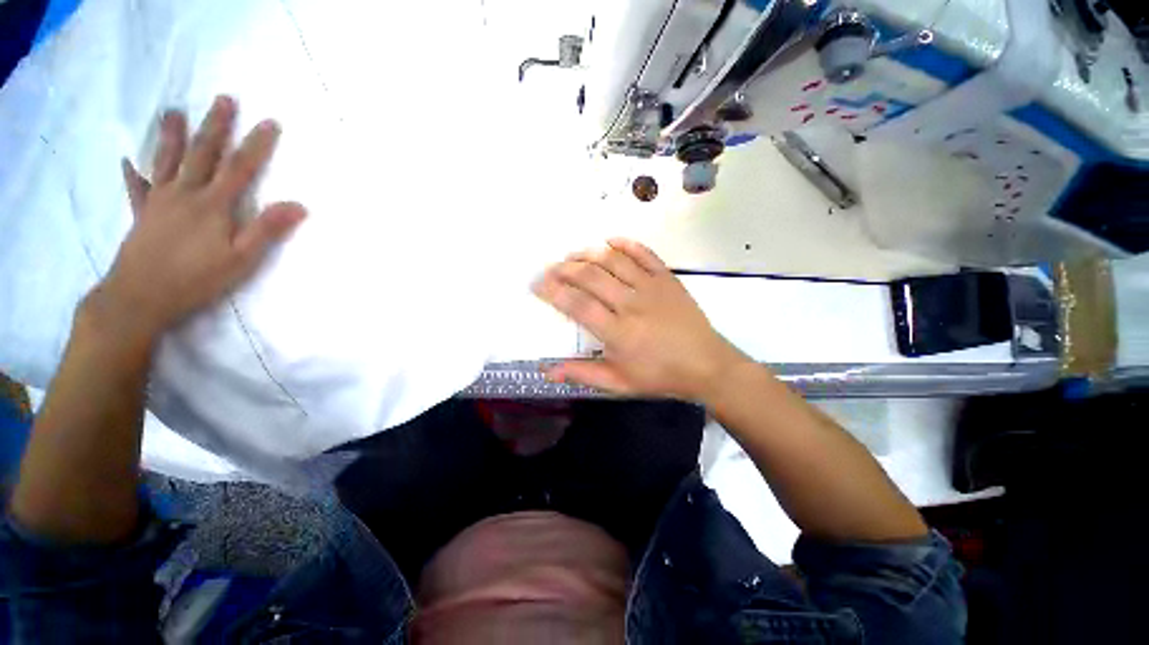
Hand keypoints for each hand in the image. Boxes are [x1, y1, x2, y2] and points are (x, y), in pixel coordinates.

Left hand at [92, 96, 305, 339]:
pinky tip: (129, 161)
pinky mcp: (141, 214)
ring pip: (167, 161)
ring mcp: (159, 201)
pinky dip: (133, 173)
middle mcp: (185, 194)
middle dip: (216, 125)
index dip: (257, 144)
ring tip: (174, 112)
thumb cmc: (197, 279)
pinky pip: (137, 188)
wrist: (140, 297)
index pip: (240, 167)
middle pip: (203, 153)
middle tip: (224, 99)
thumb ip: (267, 229)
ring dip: (173, 135)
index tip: (270, 122)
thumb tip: (298, 206)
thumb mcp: (242, 259)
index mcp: (213, 205)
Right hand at [533, 238, 750, 401]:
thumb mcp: (618, 383)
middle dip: (565, 269)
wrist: (706, 365)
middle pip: (591, 277)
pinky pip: (644, 254)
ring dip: (589, 254)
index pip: (577, 304)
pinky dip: (625, 244)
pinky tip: (610, 241)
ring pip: (614, 260)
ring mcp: (651, 287)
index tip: (537, 284)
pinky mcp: (667, 278)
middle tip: (551, 269)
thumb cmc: (659, 376)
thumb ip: (582, 374)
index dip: (553, 291)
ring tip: (573, 254)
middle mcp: (631, 304)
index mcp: (618, 332)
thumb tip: (548, 371)